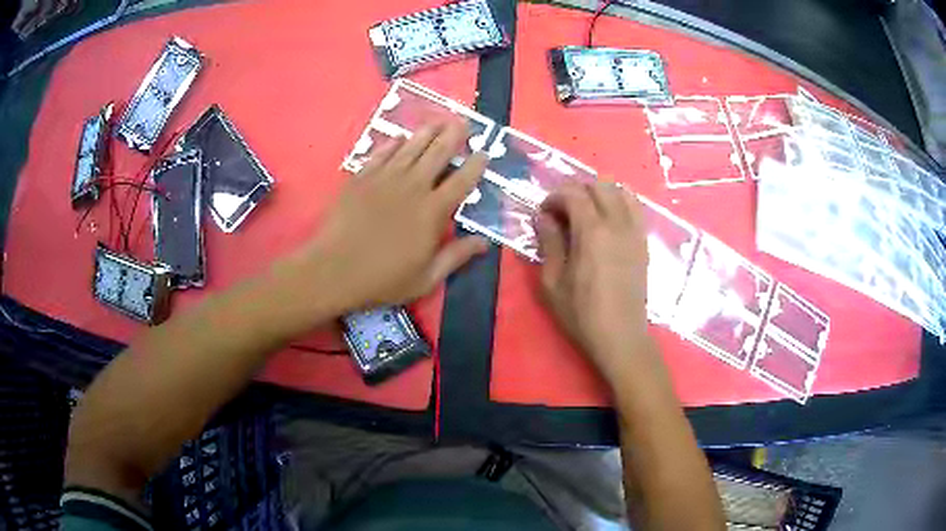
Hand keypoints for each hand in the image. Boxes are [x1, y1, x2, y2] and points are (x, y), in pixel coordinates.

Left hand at [295, 121, 488, 312]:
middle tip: (463, 122)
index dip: (475, 165)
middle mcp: (413, 187)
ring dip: (427, 132)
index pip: (462, 181)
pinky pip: (381, 153)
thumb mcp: (426, 278)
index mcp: (433, 211)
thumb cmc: (383, 279)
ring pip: (411, 147)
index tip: (484, 152)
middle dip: (453, 136)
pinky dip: (392, 143)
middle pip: (438, 153)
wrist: (334, 270)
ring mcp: (385, 178)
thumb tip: (485, 242)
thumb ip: (456, 256)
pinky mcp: (362, 178)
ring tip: (437, 121)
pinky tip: (399, 138)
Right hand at [536, 182, 650, 375]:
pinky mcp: (644, 243)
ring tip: (587, 212)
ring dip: (601, 193)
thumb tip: (542, 217)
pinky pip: (635, 208)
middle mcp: (618, 224)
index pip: (574, 193)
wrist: (621, 337)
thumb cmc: (582, 314)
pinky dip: (619, 204)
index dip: (554, 196)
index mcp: (593, 232)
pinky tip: (607, 223)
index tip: (543, 213)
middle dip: (577, 190)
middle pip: (600, 185)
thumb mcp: (553, 282)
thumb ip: (549, 243)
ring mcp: (635, 232)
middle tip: (562, 211)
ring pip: (622, 192)